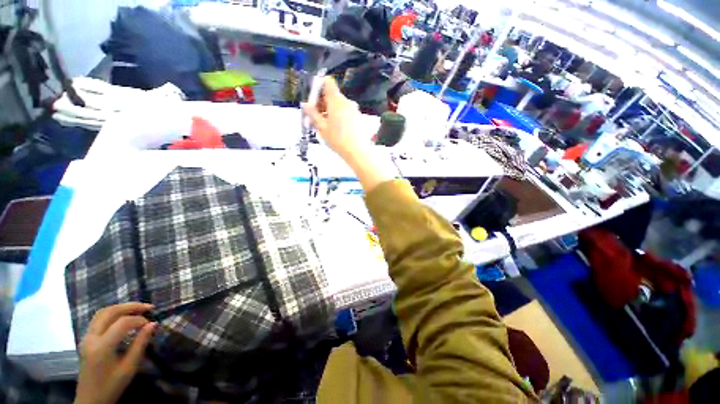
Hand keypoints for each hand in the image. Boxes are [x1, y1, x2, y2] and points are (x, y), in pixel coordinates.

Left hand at [74, 303, 155, 403]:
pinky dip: (113, 313)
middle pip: (110, 312)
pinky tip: (123, 317)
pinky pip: (98, 319)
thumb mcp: (129, 368)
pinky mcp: (86, 339)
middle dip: (130, 306)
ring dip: (121, 308)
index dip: (139, 320)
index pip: (123, 323)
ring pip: (102, 313)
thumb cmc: (112, 386)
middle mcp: (91, 338)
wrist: (90, 400)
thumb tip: (153, 324)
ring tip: (137, 309)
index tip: (151, 325)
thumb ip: (140, 344)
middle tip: (148, 307)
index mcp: (102, 347)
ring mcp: (86, 338)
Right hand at [302, 77, 362, 158]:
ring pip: (339, 104)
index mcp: (336, 101)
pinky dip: (339, 116)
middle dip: (322, 103)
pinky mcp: (358, 117)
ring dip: (330, 111)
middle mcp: (347, 102)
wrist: (358, 152)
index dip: (318, 87)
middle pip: (332, 95)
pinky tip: (336, 129)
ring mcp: (354, 109)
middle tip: (316, 117)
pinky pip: (346, 111)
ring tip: (325, 126)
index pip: (327, 83)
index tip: (313, 100)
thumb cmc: (338, 140)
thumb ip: (312, 114)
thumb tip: (305, 104)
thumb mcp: (322, 128)